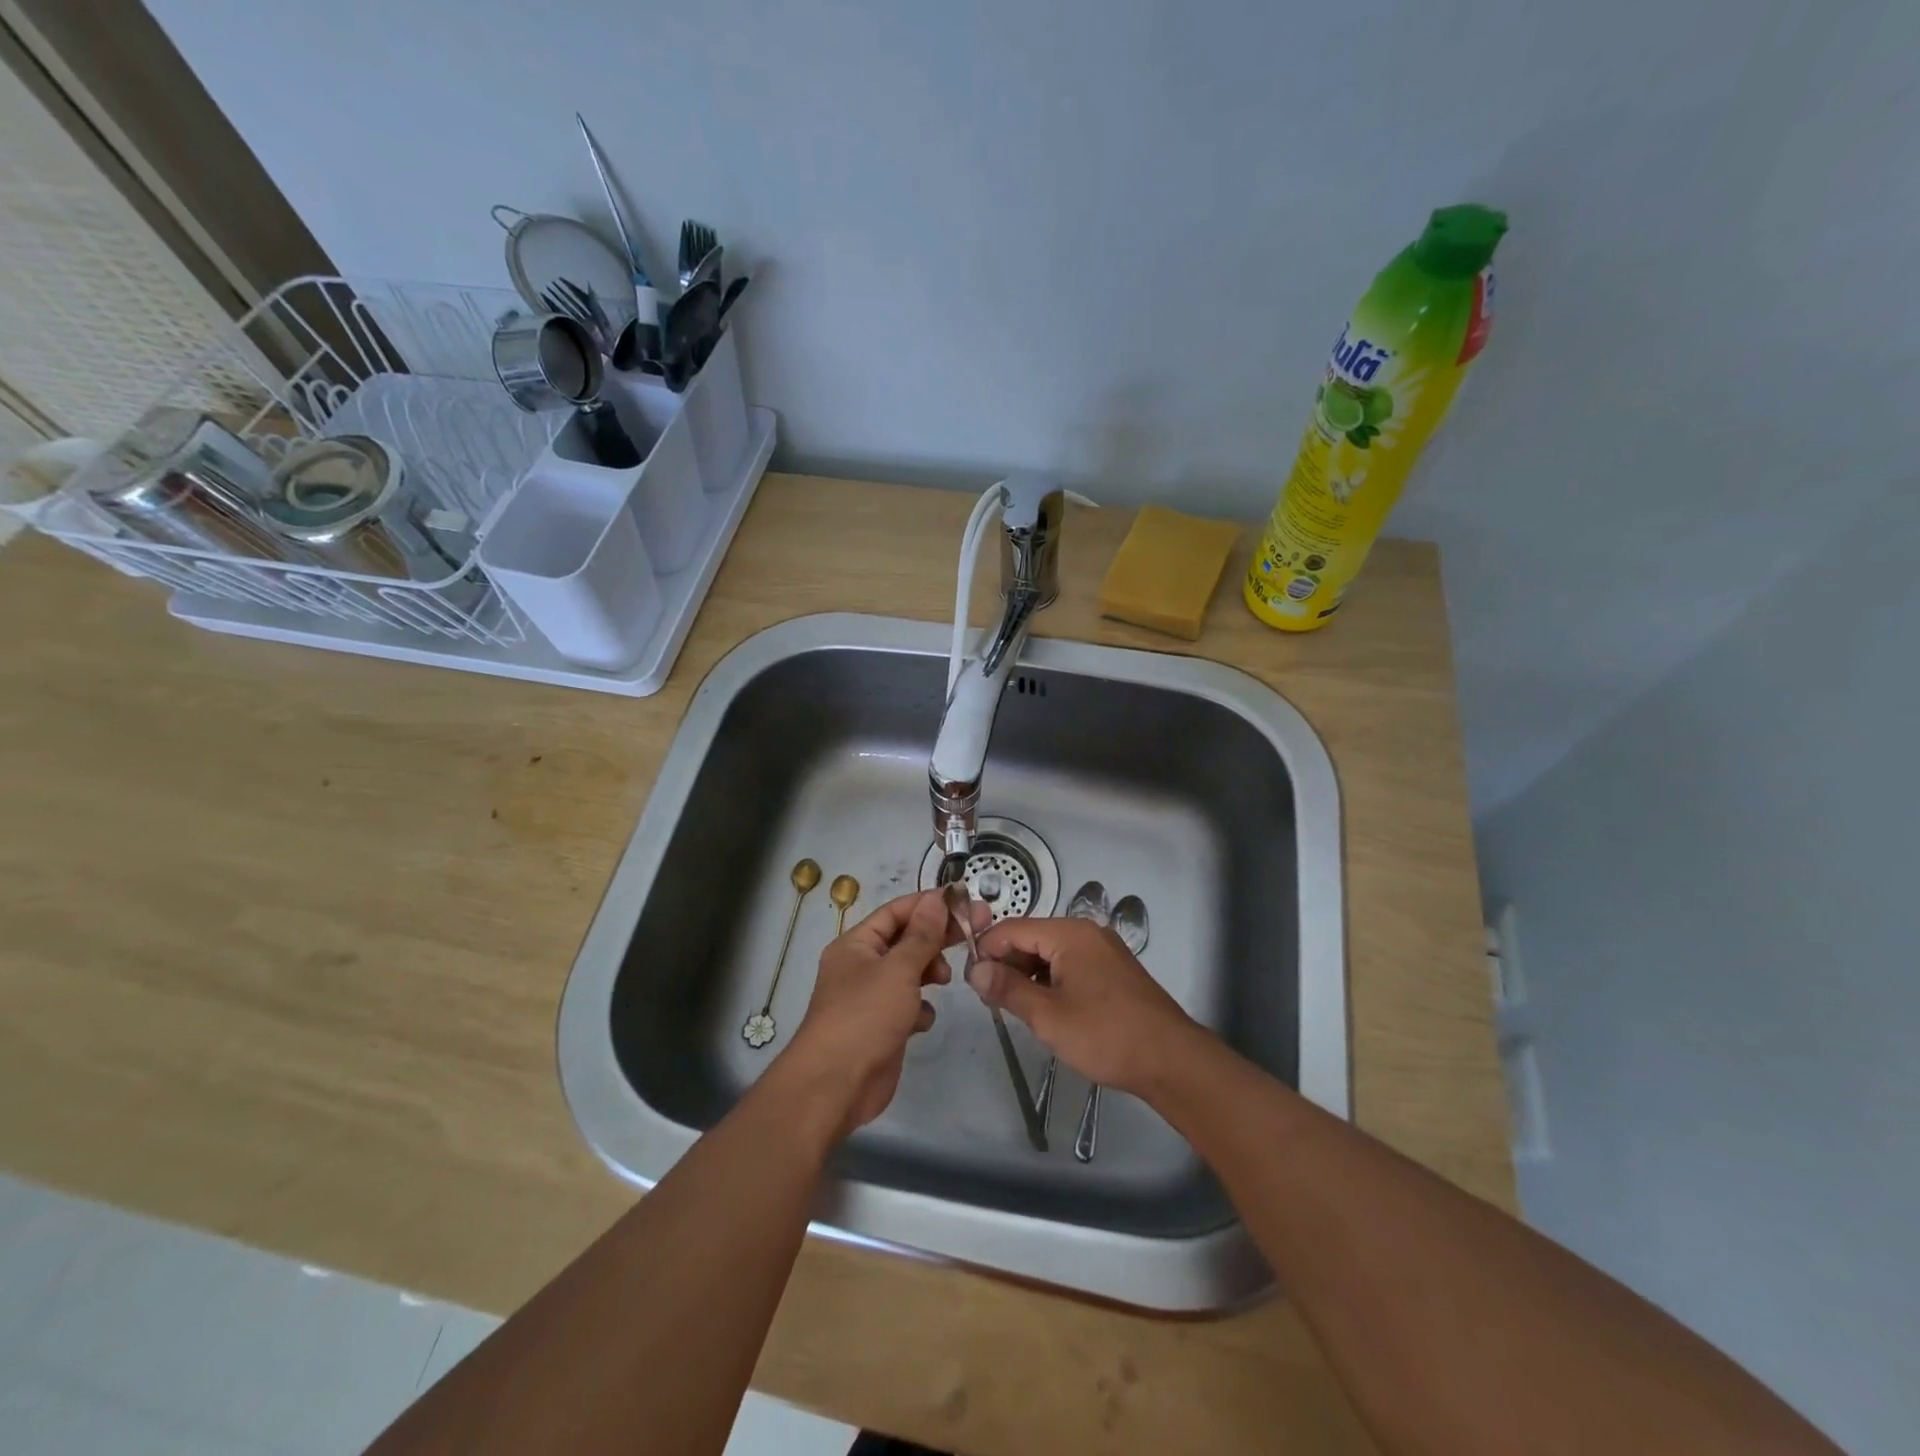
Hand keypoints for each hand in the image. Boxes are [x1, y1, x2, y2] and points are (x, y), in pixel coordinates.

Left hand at [780, 890, 988, 1136]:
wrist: (835, 1086)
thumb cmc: (864, 1017)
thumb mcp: (898, 970)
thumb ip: (922, 935)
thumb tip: (937, 899)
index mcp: (856, 944)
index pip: (897, 912)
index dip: (930, 904)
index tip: (965, 901)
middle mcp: (862, 966)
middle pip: (906, 940)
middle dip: (937, 937)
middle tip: (976, 930)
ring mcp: (872, 998)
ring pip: (909, 973)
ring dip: (929, 972)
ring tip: (943, 979)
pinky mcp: (882, 1027)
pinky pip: (908, 1006)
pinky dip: (920, 1009)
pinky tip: (922, 1020)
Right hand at [967, 916, 1203, 1095]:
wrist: (1171, 1060)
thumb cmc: (1105, 1034)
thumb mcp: (1048, 1016)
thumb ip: (1007, 989)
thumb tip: (975, 969)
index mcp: (1069, 933)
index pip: (1013, 929)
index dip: (987, 951)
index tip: (971, 982)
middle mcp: (1086, 932)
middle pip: (1032, 937)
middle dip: (1008, 964)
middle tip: (991, 1000)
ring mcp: (1103, 950)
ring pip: (1051, 953)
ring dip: (1029, 975)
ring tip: (1016, 1008)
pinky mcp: (1113, 970)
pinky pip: (1070, 964)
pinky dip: (1052, 981)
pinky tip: (1047, 1009)